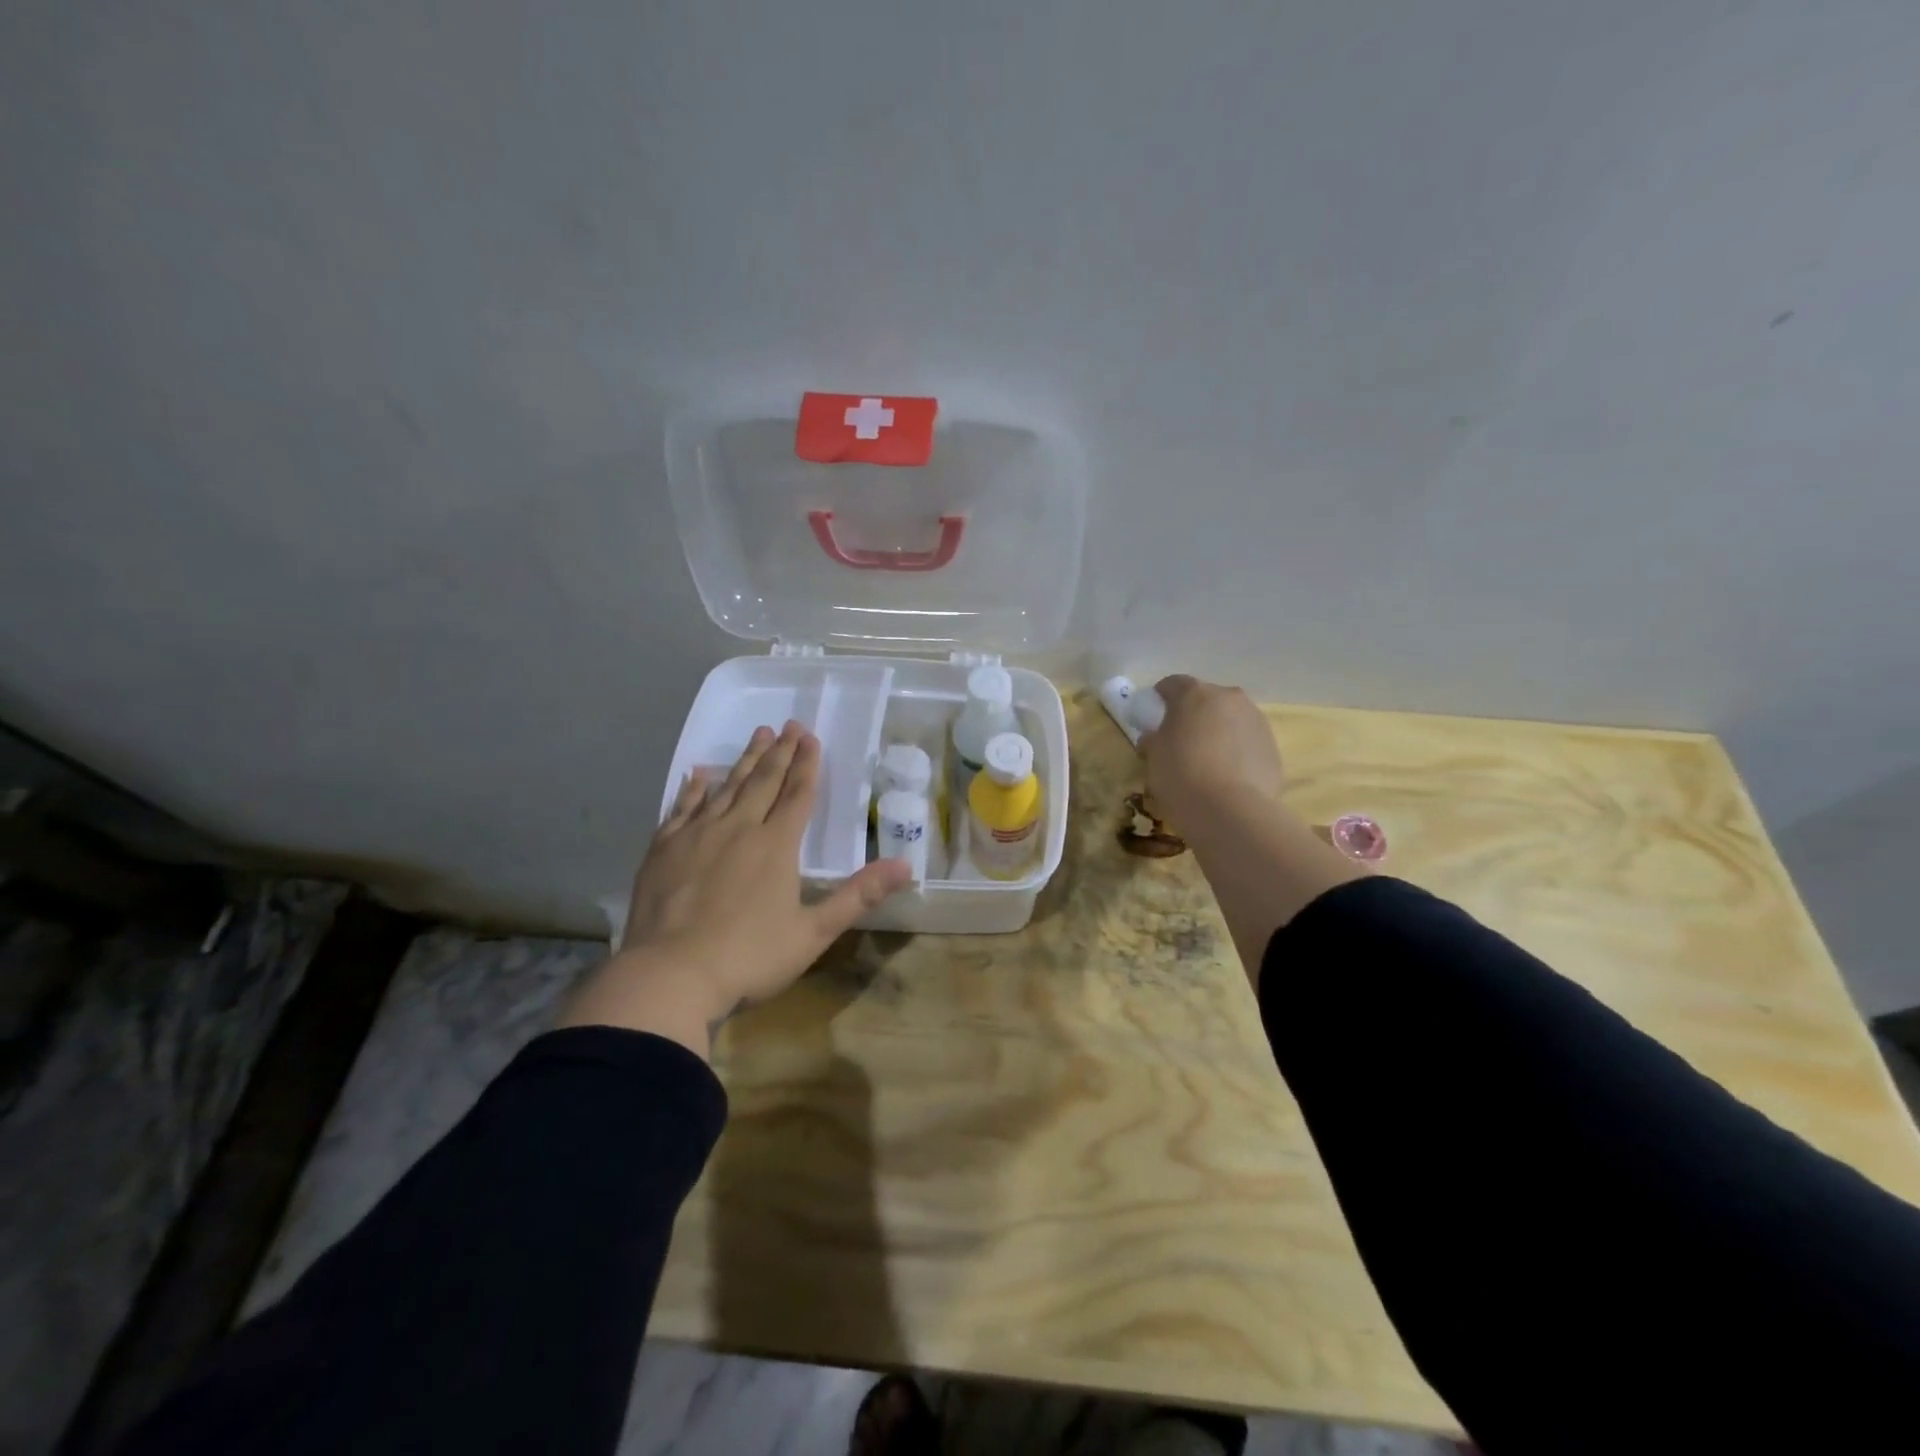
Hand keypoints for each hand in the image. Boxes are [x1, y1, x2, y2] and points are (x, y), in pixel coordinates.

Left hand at [557, 720, 911, 1058]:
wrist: (670, 976)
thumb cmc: (750, 957)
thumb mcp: (814, 932)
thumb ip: (858, 895)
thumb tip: (906, 865)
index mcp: (776, 846)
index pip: (798, 795)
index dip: (807, 764)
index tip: (810, 736)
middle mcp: (738, 828)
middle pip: (764, 782)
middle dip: (780, 752)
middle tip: (788, 724)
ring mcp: (698, 835)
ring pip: (727, 787)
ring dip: (745, 760)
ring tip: (758, 735)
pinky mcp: (664, 849)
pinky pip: (682, 807)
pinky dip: (693, 788)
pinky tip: (699, 773)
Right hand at [1138, 675, 1284, 825]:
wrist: (1229, 810)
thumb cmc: (1180, 774)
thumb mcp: (1153, 756)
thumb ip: (1154, 738)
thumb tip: (1155, 737)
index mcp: (1195, 694)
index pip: (1173, 684)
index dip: (1161, 698)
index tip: (1153, 716)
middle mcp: (1229, 698)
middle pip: (1207, 699)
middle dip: (1194, 714)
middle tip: (1181, 739)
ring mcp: (1256, 721)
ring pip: (1232, 719)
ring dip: (1219, 731)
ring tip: (1207, 761)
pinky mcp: (1273, 748)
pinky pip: (1248, 743)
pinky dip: (1237, 752)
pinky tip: (1227, 776)